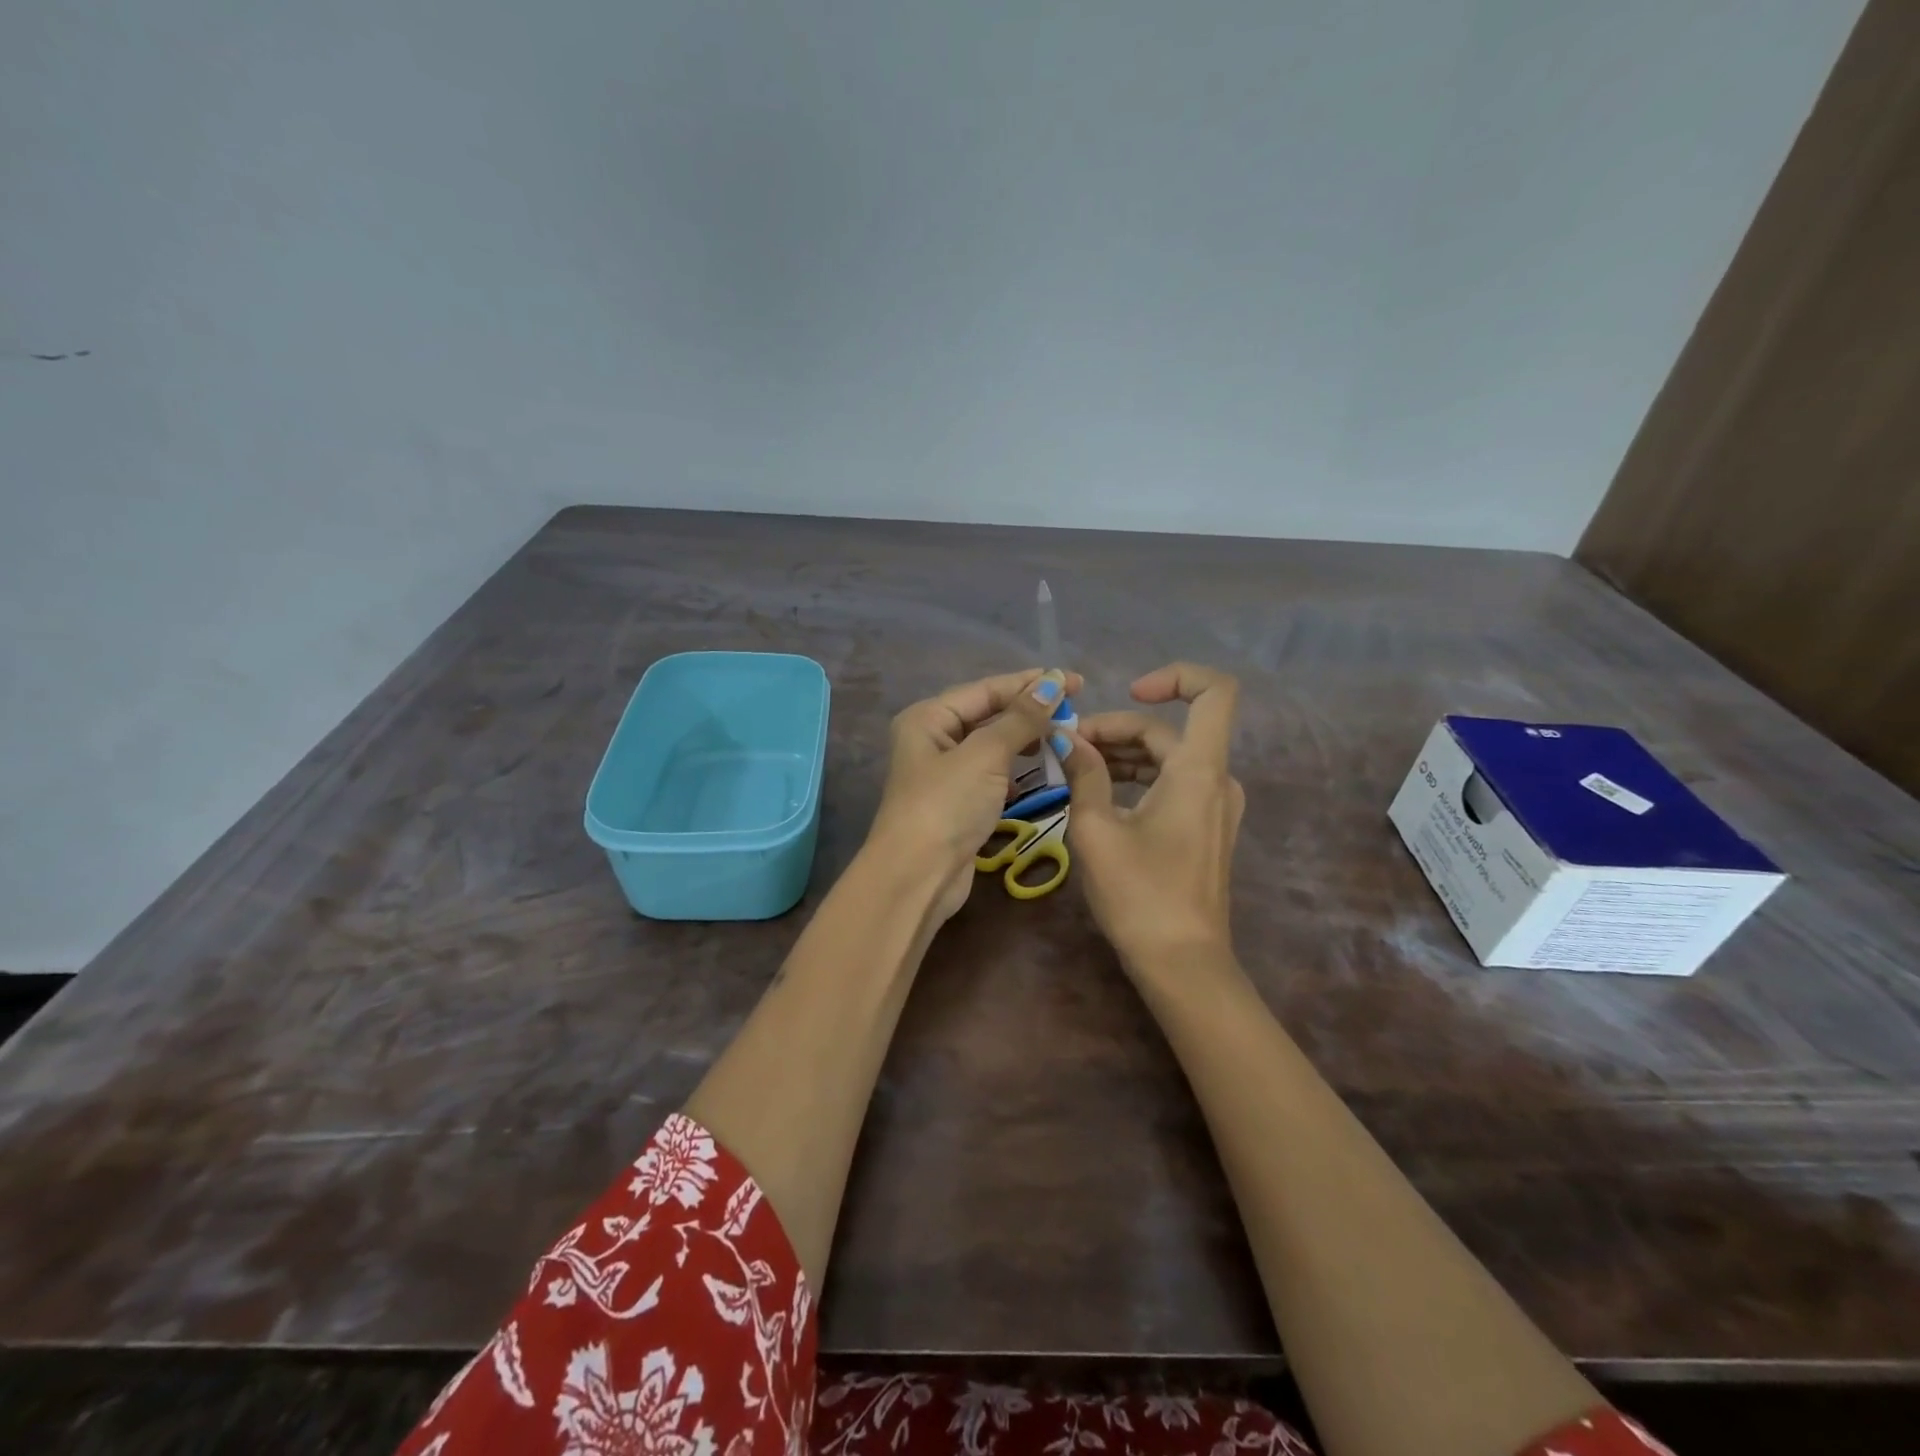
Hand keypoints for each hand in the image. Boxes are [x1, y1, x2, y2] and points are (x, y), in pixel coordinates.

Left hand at [866, 667, 1082, 922]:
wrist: (917, 877)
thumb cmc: (947, 805)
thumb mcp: (985, 755)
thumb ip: (1021, 719)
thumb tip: (1053, 683)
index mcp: (928, 718)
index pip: (986, 689)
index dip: (1030, 683)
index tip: (1074, 681)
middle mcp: (932, 740)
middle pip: (987, 715)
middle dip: (1029, 711)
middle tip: (1075, 709)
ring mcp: (944, 774)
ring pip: (992, 746)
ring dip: (1025, 740)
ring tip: (1063, 735)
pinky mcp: (958, 804)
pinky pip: (992, 775)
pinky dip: (1015, 771)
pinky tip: (1038, 772)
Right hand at [1058, 663, 1244, 970]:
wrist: (1182, 963)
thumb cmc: (1139, 894)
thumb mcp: (1096, 829)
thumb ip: (1083, 773)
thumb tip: (1066, 738)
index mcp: (1198, 770)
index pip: (1214, 691)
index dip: (1175, 676)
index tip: (1128, 693)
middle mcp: (1216, 779)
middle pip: (1169, 731)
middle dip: (1117, 729)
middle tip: (1068, 748)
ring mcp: (1215, 806)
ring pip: (1168, 758)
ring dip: (1123, 754)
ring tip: (1075, 768)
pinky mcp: (1205, 828)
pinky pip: (1172, 783)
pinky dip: (1138, 778)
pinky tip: (1099, 794)